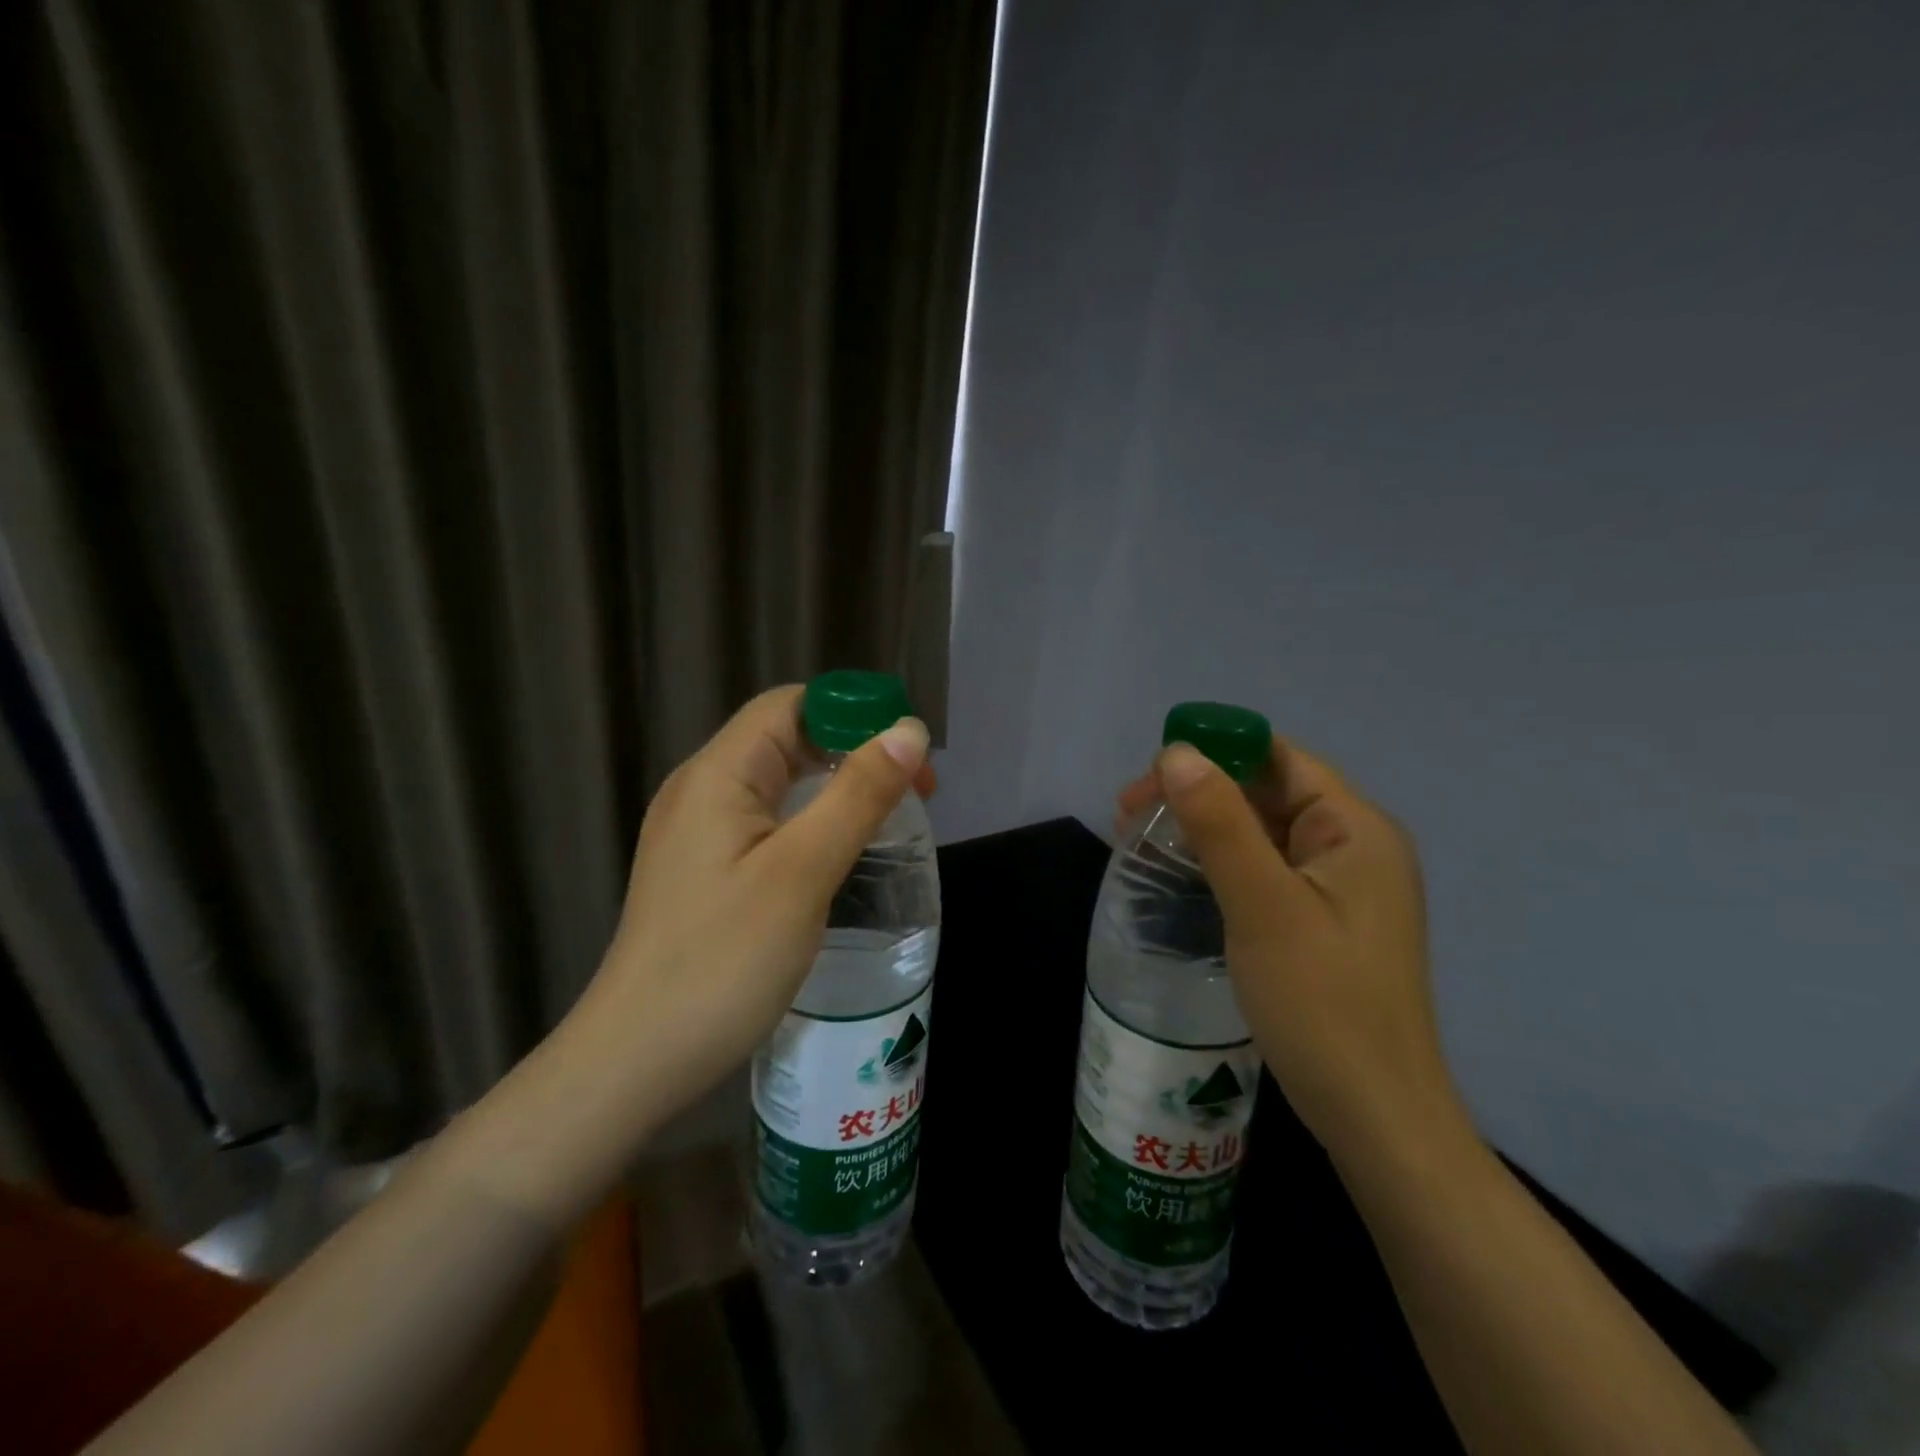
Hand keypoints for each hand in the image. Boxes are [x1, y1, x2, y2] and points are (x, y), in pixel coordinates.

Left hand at [560, 686, 933, 1140]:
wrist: (636, 1061)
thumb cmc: (723, 961)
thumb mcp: (802, 872)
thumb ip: (858, 795)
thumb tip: (909, 732)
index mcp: (718, 775)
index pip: (791, 706)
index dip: (854, 714)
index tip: (909, 754)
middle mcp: (702, 791)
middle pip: (787, 740)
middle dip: (854, 752)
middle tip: (915, 794)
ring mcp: (698, 833)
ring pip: (780, 784)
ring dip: (837, 789)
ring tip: (889, 821)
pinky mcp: (705, 870)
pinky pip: (767, 822)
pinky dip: (812, 822)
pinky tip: (839, 855)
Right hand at [1119, 737, 1463, 1161]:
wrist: (1376, 1119)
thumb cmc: (1323, 1006)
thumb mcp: (1263, 907)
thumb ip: (1220, 824)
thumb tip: (1177, 751)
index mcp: (1356, 828)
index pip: (1278, 757)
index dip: (1212, 752)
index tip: (1149, 781)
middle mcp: (1355, 846)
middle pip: (1267, 790)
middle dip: (1198, 792)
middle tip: (1130, 817)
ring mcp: (1340, 886)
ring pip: (1262, 831)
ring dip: (1204, 827)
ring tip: (1142, 841)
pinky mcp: (1323, 919)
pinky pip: (1266, 868)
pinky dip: (1221, 862)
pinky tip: (1182, 876)